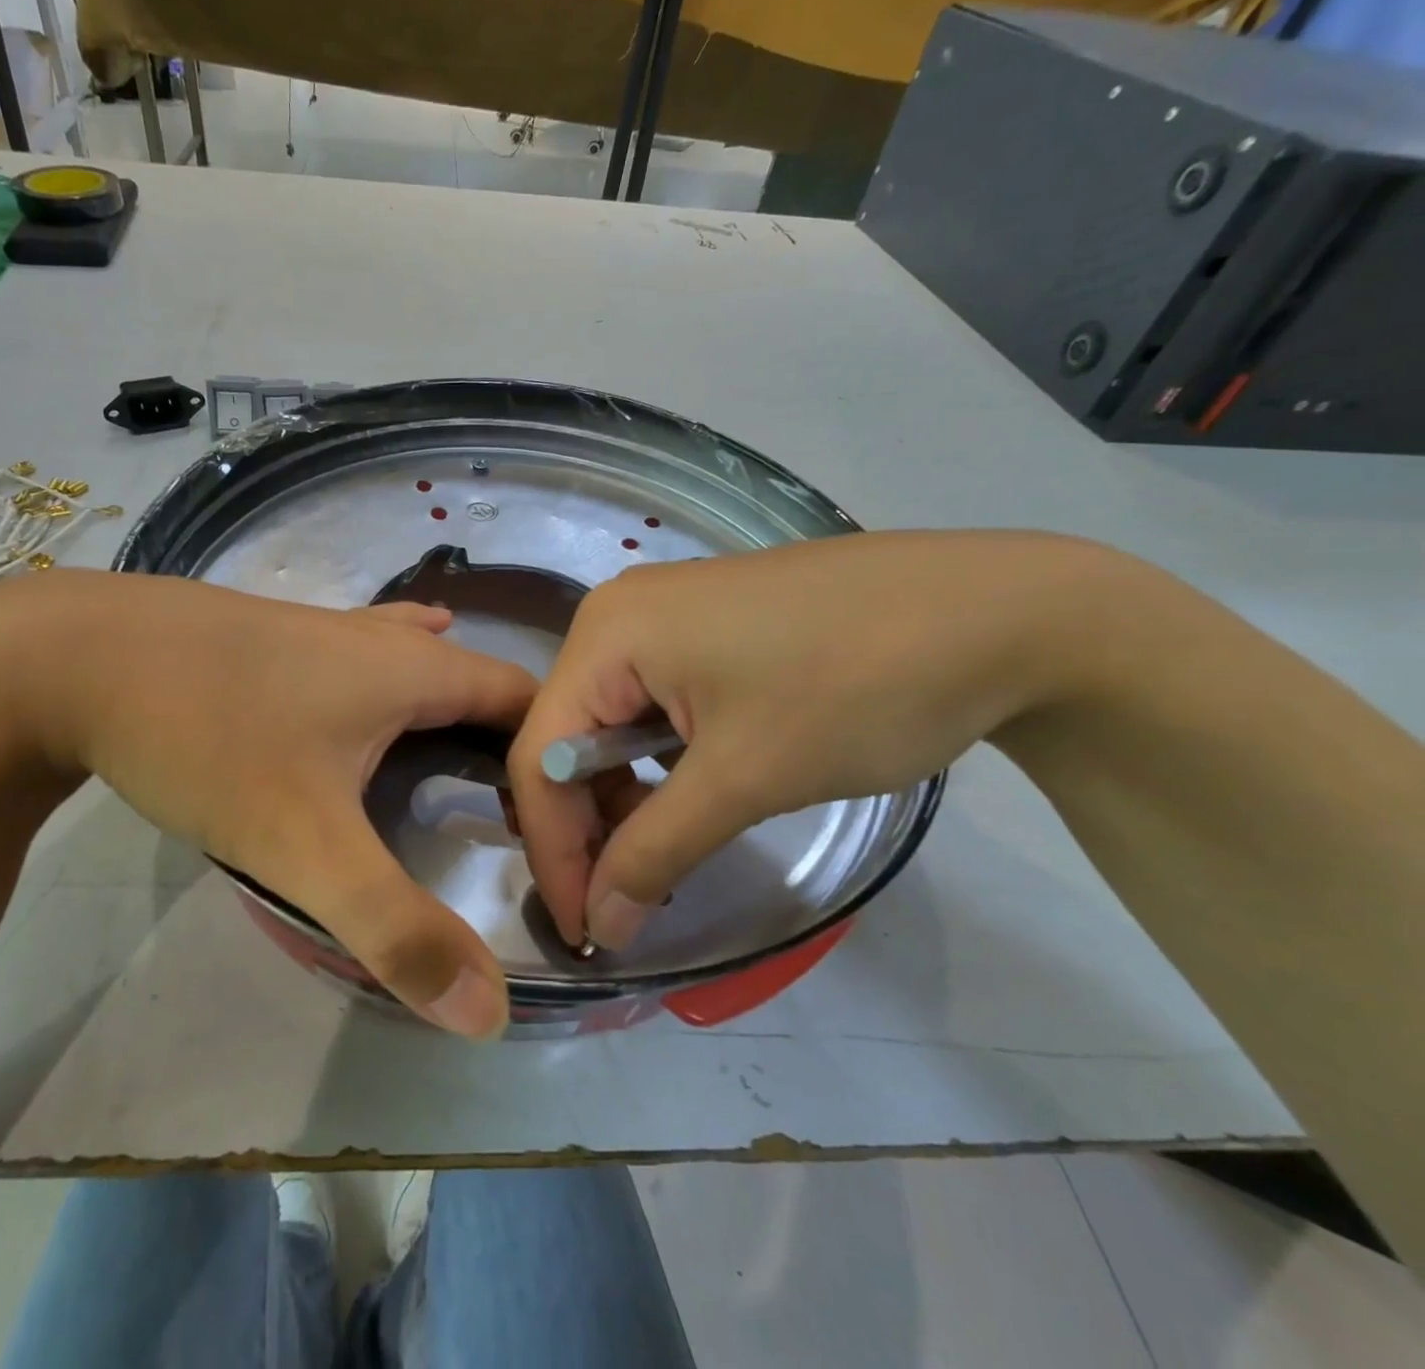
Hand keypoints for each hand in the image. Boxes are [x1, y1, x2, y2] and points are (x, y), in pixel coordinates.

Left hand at [0, 571, 535, 1037]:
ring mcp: (329, 628)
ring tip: (475, 768)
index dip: (558, 760)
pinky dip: (397, 682)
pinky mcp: (281, 636)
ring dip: (455, 711)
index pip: (527, 705)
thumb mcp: (303, 843)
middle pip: (479, 686)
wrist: (67, 655)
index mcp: (415, 669)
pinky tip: (384, 690)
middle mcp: (383, 638)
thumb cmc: (206, 734)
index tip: (568, 826)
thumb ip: (396, 927)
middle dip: (512, 745)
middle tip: (524, 819)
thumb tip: (488, 1014)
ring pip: (421, 665)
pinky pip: (367, 657)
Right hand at [508, 531, 1109, 949]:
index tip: (583, 930)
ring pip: (611, 724)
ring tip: (658, 860)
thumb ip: (655, 853)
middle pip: (570, 737)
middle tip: (621, 903)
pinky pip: (652, 703)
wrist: (1001, 614)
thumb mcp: (746, 778)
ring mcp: (665, 614)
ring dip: (624, 799)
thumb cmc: (855, 687)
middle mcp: (619, 614)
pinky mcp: (708, 627)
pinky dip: (659, 763)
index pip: (543, 754)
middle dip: (587, 826)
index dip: (553, 850)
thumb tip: (597, 928)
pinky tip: (688, 800)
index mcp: (608, 633)